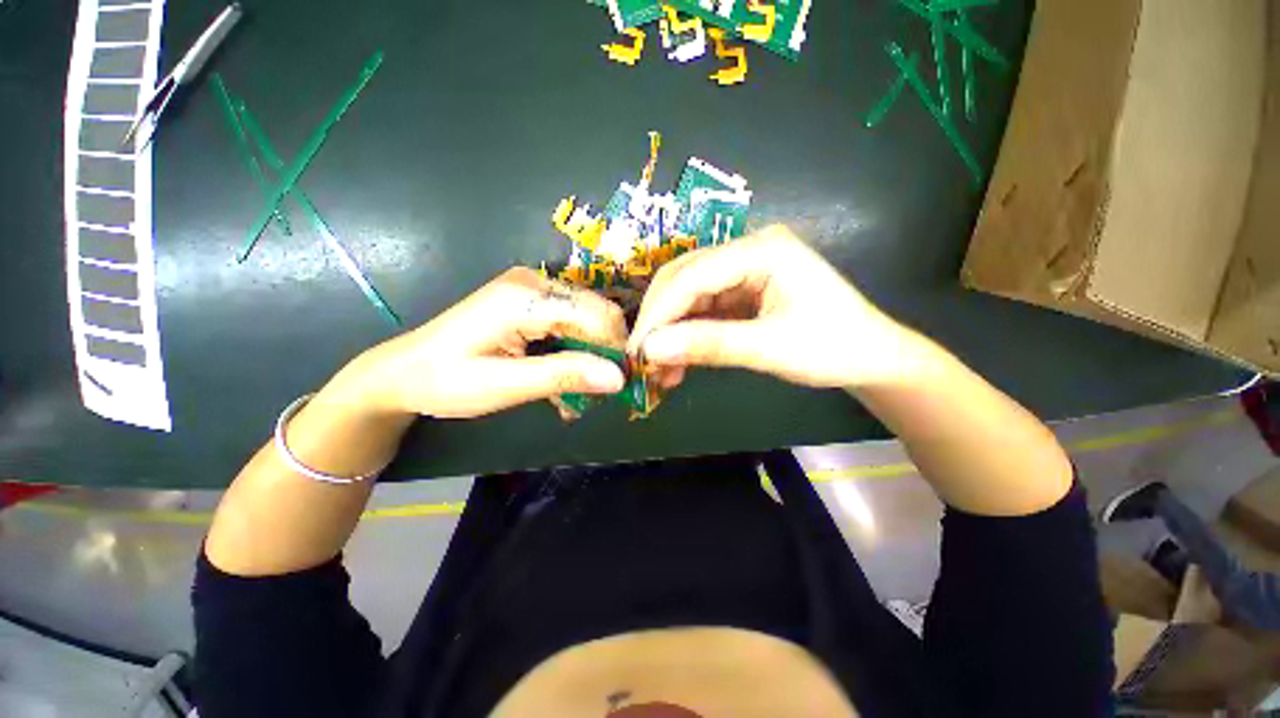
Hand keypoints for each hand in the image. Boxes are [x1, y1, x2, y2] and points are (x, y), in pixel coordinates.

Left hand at [350, 268, 628, 418]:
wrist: (404, 371)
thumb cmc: (446, 381)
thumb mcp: (504, 385)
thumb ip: (563, 376)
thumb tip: (618, 379)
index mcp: (526, 297)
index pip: (597, 315)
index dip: (616, 349)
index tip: (619, 386)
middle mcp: (536, 282)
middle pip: (597, 314)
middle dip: (605, 354)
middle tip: (598, 394)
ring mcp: (534, 289)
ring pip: (588, 321)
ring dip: (590, 357)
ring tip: (578, 395)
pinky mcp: (532, 301)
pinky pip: (572, 324)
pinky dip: (575, 352)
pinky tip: (564, 379)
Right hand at [629, 225, 925, 389]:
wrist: (871, 358)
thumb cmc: (833, 348)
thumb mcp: (769, 348)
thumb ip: (709, 345)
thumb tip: (651, 350)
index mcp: (763, 249)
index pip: (693, 275)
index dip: (660, 313)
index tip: (637, 350)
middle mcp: (748, 250)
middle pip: (685, 279)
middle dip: (661, 321)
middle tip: (642, 360)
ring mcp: (745, 270)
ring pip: (689, 297)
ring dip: (672, 333)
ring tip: (661, 370)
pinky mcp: (742, 290)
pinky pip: (703, 310)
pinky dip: (688, 336)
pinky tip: (680, 362)